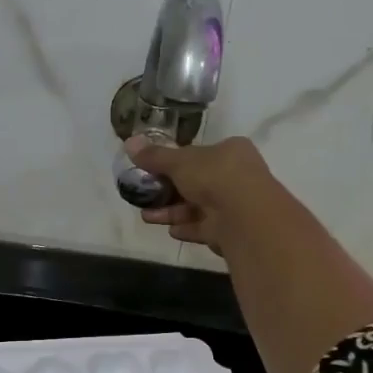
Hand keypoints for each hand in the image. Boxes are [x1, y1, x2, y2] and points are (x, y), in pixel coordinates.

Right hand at [126, 135, 274, 252]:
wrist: (243, 215)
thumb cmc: (214, 176)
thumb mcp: (179, 161)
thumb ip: (155, 156)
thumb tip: (129, 142)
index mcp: (230, 152)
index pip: (200, 155)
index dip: (176, 162)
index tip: (154, 170)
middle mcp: (236, 177)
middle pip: (197, 183)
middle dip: (168, 191)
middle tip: (145, 196)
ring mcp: (235, 205)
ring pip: (198, 207)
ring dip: (172, 211)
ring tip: (146, 216)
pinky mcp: (230, 230)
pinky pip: (204, 227)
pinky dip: (187, 228)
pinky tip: (170, 231)